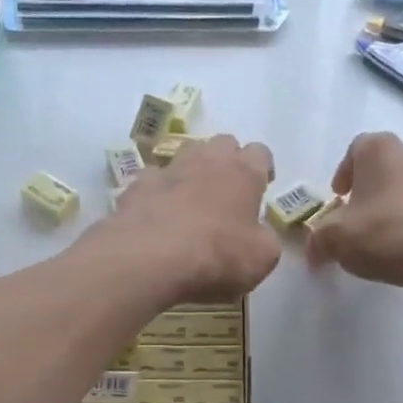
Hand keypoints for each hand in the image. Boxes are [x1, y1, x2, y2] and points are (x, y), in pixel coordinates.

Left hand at [100, 134, 280, 302]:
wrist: (149, 258)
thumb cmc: (217, 255)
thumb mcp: (262, 258)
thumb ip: (265, 238)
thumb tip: (258, 233)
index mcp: (243, 173)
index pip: (260, 153)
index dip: (262, 168)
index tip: (261, 187)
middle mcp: (207, 160)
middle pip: (223, 144)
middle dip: (228, 161)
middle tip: (227, 191)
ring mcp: (168, 169)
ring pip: (186, 154)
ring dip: (193, 170)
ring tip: (192, 200)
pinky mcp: (137, 185)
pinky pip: (152, 180)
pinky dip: (158, 191)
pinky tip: (157, 214)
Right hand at [306, 132, 402, 290]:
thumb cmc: (380, 232)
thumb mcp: (334, 239)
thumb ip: (317, 240)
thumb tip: (313, 250)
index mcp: (379, 150)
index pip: (356, 149)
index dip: (343, 173)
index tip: (338, 197)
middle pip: (382, 166)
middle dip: (367, 188)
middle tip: (354, 215)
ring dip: (389, 204)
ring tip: (377, 234)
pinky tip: (400, 245)